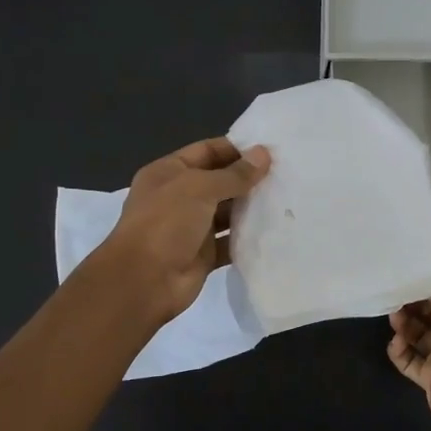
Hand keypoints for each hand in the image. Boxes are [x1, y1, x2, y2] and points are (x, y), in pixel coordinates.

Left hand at [99, 138, 270, 322]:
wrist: (143, 282)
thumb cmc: (166, 223)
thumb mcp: (199, 188)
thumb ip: (234, 174)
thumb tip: (263, 154)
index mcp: (169, 173)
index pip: (207, 151)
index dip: (236, 148)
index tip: (271, 150)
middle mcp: (179, 197)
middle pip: (219, 181)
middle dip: (248, 178)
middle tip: (286, 174)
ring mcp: (191, 228)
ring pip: (227, 213)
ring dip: (251, 208)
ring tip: (286, 200)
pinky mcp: (203, 255)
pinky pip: (230, 242)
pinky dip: (248, 238)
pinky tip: (275, 230)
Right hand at [388, 281, 430, 430]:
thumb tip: (422, 290)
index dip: (427, 289)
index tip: (406, 284)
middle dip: (412, 308)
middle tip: (395, 303)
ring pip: (420, 338)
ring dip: (404, 327)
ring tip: (394, 322)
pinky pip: (411, 361)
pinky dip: (401, 352)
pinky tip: (395, 344)